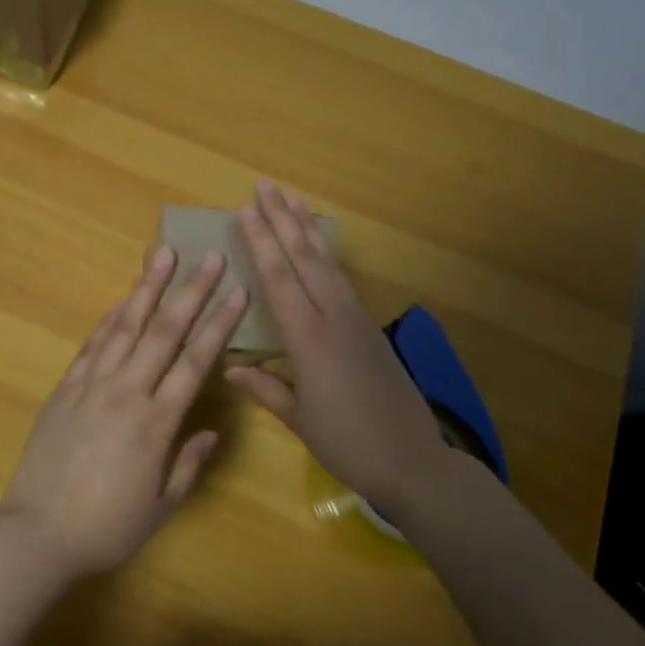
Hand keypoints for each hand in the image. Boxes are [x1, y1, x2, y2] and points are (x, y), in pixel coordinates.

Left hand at [0, 246, 248, 580]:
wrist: (37, 532)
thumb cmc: (106, 527)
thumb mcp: (160, 505)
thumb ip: (188, 462)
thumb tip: (212, 429)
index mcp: (155, 422)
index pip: (194, 361)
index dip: (219, 324)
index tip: (237, 291)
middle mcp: (124, 392)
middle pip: (163, 331)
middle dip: (190, 291)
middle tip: (210, 257)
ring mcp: (89, 385)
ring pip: (124, 326)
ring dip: (146, 288)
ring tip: (163, 255)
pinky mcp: (64, 388)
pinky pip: (91, 345)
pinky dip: (108, 318)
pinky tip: (121, 299)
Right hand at [227, 179, 452, 517]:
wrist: (413, 460)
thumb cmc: (348, 444)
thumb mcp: (299, 420)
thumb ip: (266, 388)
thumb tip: (230, 368)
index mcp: (310, 341)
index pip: (280, 280)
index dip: (261, 243)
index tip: (246, 211)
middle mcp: (334, 319)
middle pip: (305, 258)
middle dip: (282, 219)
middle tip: (264, 185)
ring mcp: (356, 319)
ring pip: (327, 262)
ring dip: (306, 228)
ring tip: (291, 199)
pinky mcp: (369, 327)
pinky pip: (341, 278)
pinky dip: (325, 253)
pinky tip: (318, 244)